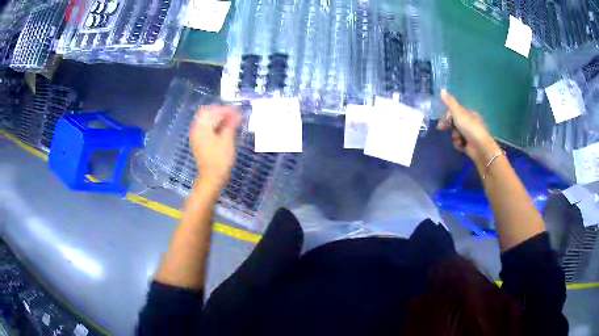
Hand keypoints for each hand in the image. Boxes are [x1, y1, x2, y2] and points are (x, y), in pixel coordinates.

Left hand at [189, 106, 241, 189]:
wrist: (211, 178)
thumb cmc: (220, 159)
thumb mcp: (228, 140)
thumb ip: (230, 124)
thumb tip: (236, 114)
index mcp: (202, 127)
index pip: (213, 111)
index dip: (226, 109)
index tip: (238, 112)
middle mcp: (196, 129)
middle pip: (206, 113)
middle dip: (220, 112)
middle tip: (233, 115)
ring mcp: (196, 136)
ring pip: (206, 120)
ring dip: (217, 119)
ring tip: (231, 122)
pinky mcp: (199, 142)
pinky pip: (205, 128)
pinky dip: (214, 126)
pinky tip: (224, 129)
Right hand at [437, 90, 501, 167]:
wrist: (480, 147)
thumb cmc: (470, 127)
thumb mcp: (458, 112)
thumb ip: (450, 102)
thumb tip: (441, 89)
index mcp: (470, 114)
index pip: (456, 112)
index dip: (448, 115)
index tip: (442, 118)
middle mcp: (470, 123)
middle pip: (455, 123)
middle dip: (450, 126)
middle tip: (442, 129)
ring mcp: (470, 135)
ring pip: (456, 133)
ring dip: (454, 136)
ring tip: (457, 139)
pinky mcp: (469, 145)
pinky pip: (459, 143)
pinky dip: (458, 144)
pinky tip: (461, 145)